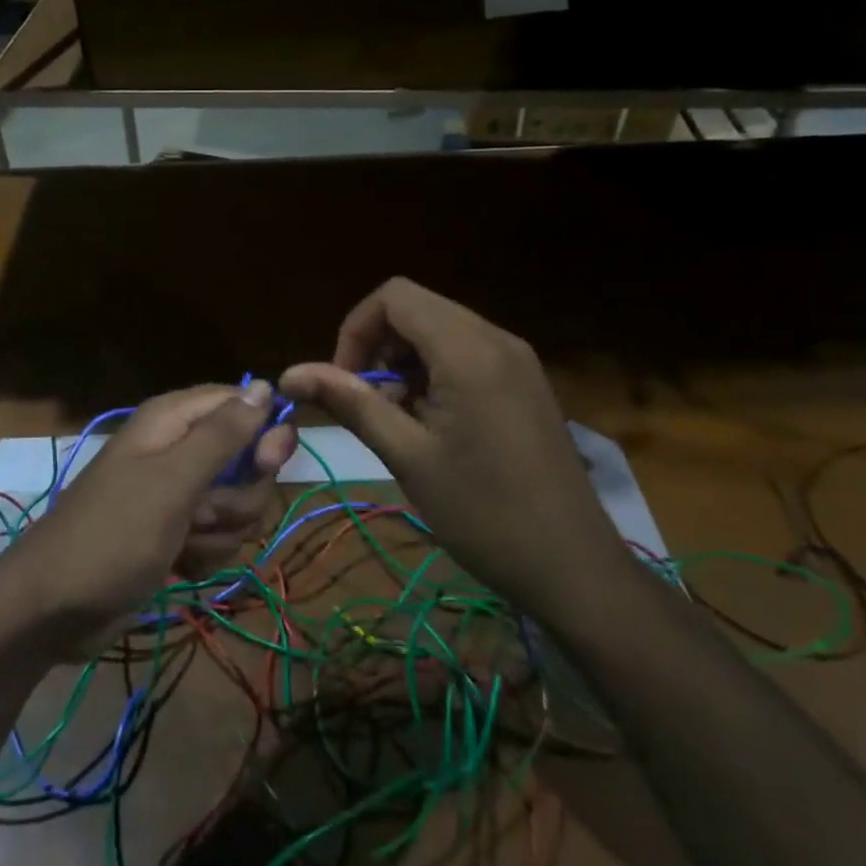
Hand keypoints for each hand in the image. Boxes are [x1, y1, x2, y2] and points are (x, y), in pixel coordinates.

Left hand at [2, 381, 294, 650]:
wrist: (55, 607)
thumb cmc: (113, 534)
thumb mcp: (172, 481)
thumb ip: (222, 434)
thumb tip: (267, 385)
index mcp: (172, 420)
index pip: (241, 403)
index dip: (262, 431)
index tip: (267, 463)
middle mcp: (178, 449)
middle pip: (247, 459)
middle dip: (238, 496)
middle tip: (205, 513)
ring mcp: (178, 494)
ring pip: (237, 504)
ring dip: (219, 532)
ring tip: (181, 543)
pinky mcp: (178, 533)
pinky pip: (219, 536)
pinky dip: (204, 555)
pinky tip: (178, 565)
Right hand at [280, 278, 626, 619]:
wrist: (575, 568)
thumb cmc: (483, 514)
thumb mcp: (407, 456)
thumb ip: (350, 402)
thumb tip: (290, 373)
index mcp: (467, 350)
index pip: (393, 297)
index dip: (355, 330)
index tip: (344, 381)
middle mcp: (496, 338)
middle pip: (416, 307)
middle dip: (378, 345)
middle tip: (367, 401)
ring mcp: (517, 358)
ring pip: (440, 328)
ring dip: (405, 360)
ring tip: (398, 417)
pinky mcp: (525, 380)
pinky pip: (466, 351)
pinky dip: (435, 370)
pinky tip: (432, 422)